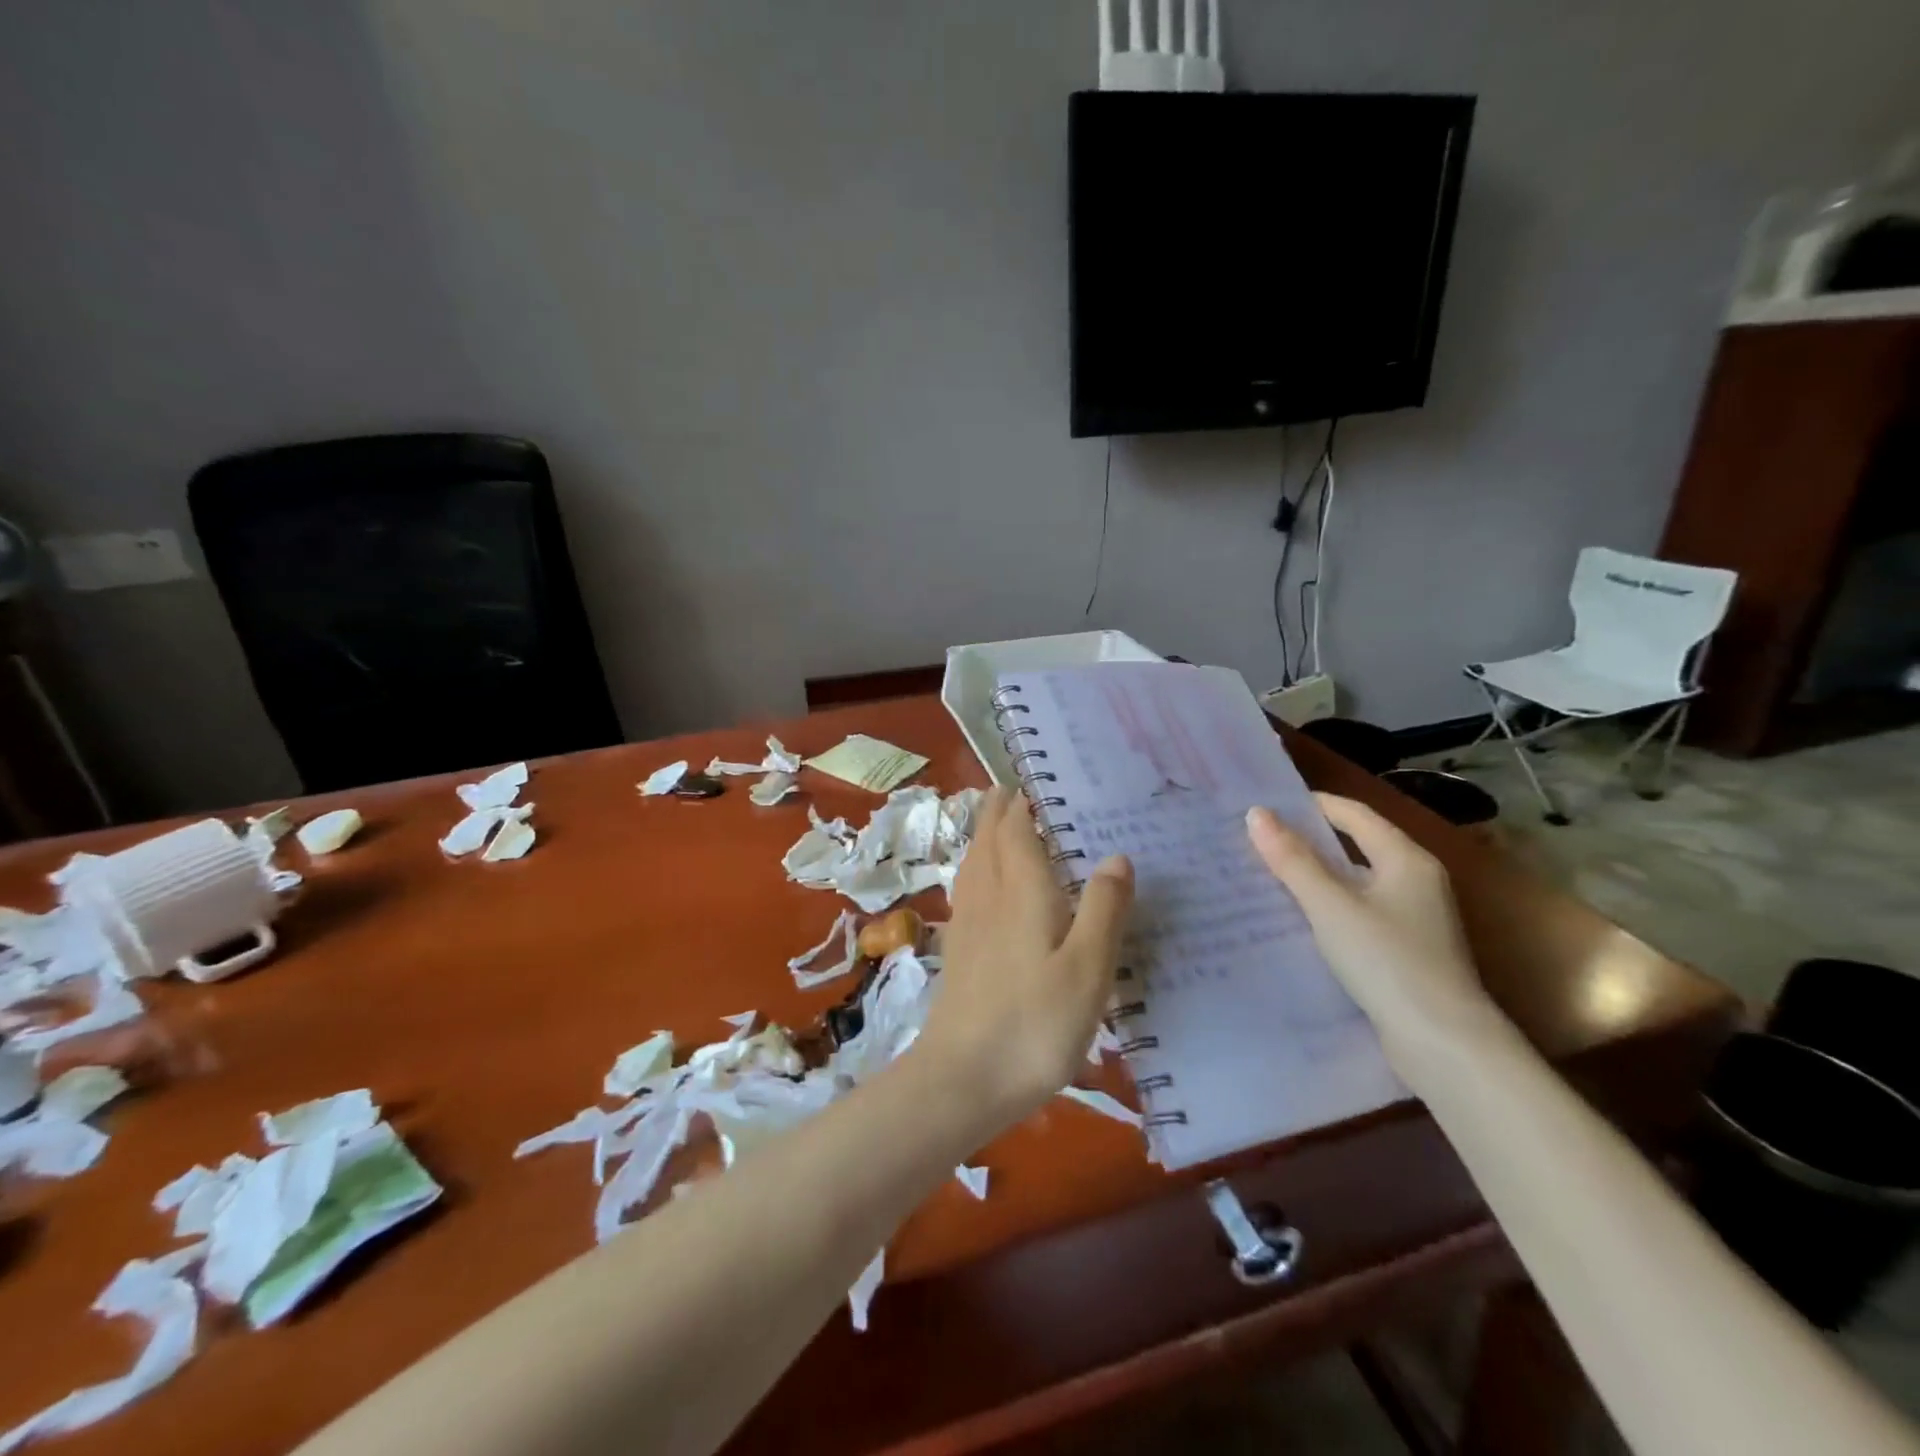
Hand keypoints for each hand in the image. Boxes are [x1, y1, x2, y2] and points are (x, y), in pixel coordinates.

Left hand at [918, 787, 1133, 1127]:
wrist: (962, 1078)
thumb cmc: (1034, 1023)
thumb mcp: (1087, 969)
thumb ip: (1104, 909)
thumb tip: (1117, 855)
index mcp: (1020, 890)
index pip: (1016, 828)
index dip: (1024, 801)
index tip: (1036, 779)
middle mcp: (988, 895)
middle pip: (988, 838)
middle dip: (999, 809)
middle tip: (1017, 790)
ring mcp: (967, 922)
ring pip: (973, 861)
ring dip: (985, 834)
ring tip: (1000, 822)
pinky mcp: (959, 949)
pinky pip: (968, 887)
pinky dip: (978, 867)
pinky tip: (986, 885)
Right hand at [1246, 794, 1498, 1069]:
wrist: (1443, 1044)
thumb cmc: (1387, 961)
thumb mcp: (1331, 906)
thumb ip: (1292, 860)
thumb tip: (1257, 814)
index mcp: (1406, 859)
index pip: (1355, 814)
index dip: (1313, 804)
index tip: (1268, 805)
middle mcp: (1416, 880)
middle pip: (1357, 845)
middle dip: (1310, 840)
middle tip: (1261, 839)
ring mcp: (1415, 918)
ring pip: (1357, 882)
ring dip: (1317, 876)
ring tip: (1269, 875)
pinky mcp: (1407, 950)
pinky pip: (1360, 912)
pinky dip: (1330, 907)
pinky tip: (1300, 919)